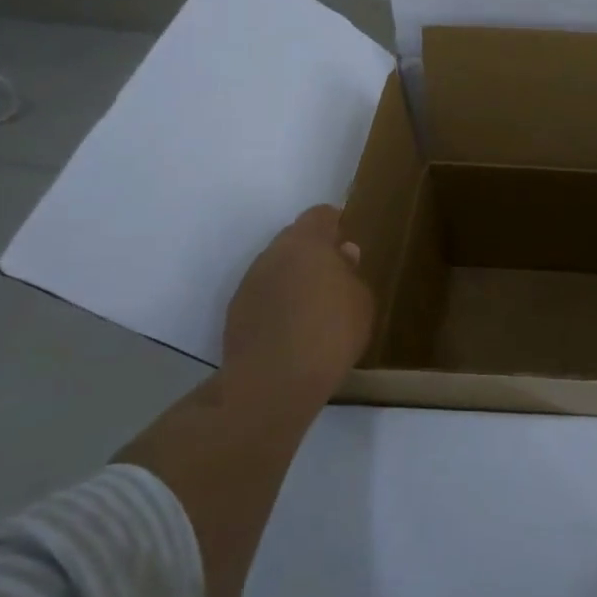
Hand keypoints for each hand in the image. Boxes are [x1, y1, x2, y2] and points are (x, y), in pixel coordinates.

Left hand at [220, 205, 374, 430]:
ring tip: (313, 307)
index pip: (319, 215)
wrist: (273, 381)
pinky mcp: (235, 312)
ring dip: (293, 279)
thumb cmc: (331, 333)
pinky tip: (292, 329)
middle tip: (334, 277)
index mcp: (307, 242)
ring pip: (276, 268)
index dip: (334, 223)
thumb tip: (343, 254)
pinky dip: (277, 304)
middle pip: (294, 240)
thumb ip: (351, 273)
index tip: (345, 239)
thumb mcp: (361, 302)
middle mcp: (273, 254)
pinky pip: (263, 295)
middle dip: (313, 253)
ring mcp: (250, 282)